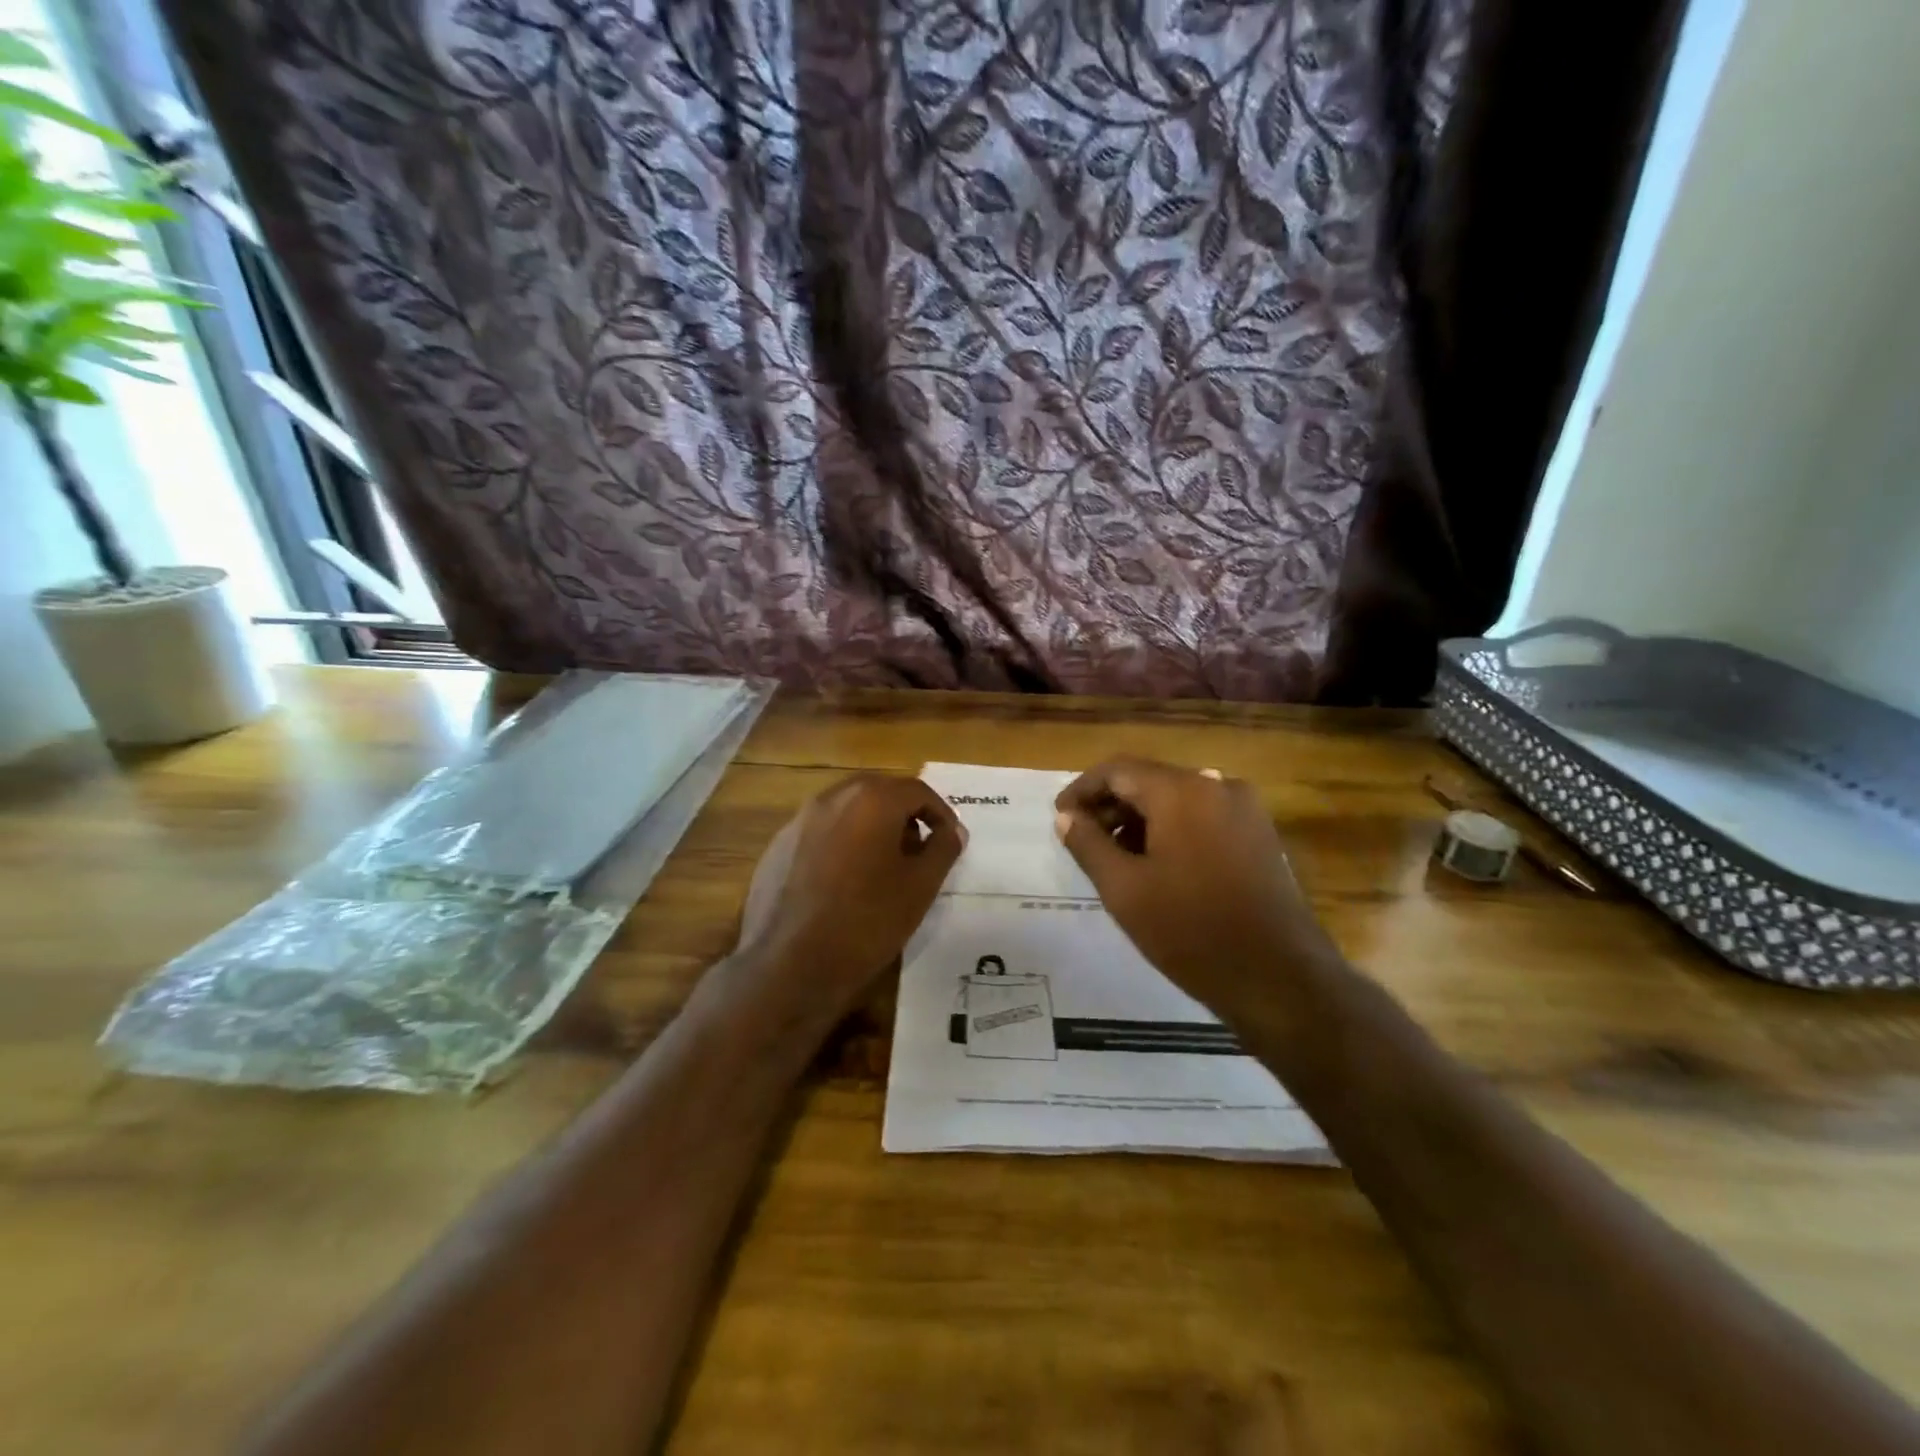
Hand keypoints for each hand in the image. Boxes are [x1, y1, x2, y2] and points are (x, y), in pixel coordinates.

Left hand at [730, 773, 964, 1024]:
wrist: (789, 965)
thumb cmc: (867, 922)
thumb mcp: (920, 887)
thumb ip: (942, 849)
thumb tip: (952, 830)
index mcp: (871, 800)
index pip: (917, 790)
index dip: (940, 813)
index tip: (949, 841)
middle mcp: (832, 798)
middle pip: (879, 792)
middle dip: (904, 815)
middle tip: (919, 850)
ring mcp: (799, 821)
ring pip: (847, 810)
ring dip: (872, 827)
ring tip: (883, 867)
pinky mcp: (778, 847)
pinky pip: (821, 832)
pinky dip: (841, 843)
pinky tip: (844, 882)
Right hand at [1053, 757, 1342, 1022]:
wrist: (1279, 978)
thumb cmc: (1190, 931)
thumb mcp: (1124, 889)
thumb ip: (1088, 844)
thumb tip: (1065, 816)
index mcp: (1182, 791)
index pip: (1117, 770)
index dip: (1082, 790)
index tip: (1060, 818)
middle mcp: (1217, 785)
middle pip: (1149, 780)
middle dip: (1111, 805)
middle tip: (1083, 840)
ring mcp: (1245, 809)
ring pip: (1177, 798)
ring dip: (1141, 818)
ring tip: (1116, 857)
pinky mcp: (1260, 834)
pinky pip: (1203, 815)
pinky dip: (1172, 828)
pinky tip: (1158, 865)